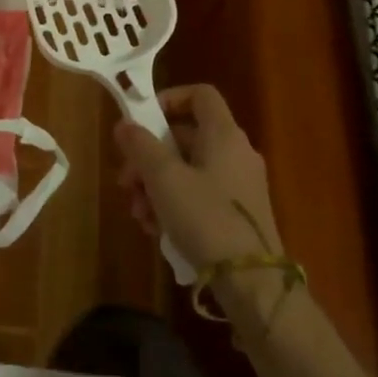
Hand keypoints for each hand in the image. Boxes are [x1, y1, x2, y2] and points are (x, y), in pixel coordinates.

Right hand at [113, 85, 284, 308]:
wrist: (253, 282)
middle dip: (149, 157)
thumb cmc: (205, 217)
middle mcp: (236, 152)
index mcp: (223, 134)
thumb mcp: (163, 178)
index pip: (200, 94)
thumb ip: (141, 146)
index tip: (142, 122)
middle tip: (125, 182)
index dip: (169, 99)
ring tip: (138, 213)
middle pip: (185, 137)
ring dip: (156, 185)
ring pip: (188, 169)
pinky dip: (175, 204)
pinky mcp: (239, 214)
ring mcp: (240, 185)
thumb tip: (125, 124)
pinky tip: (156, 229)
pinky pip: (200, 194)